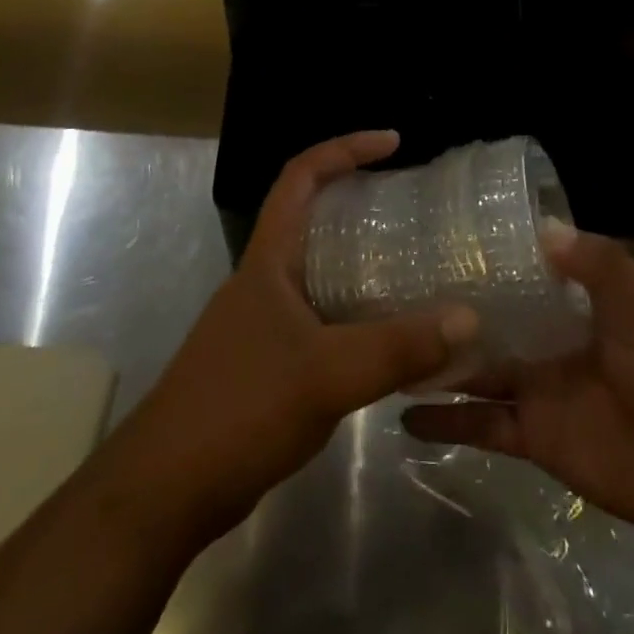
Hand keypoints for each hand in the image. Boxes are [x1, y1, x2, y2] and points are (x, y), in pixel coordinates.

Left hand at [92, 131, 478, 559]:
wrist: (165, 491)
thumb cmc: (239, 409)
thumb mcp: (327, 374)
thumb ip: (398, 347)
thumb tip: (468, 318)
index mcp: (269, 260)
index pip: (301, 176)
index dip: (345, 148)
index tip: (393, 143)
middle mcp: (266, 280)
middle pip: (313, 216)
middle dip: (360, 199)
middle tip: (414, 204)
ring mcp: (266, 321)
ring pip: (321, 269)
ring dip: (363, 259)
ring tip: (416, 261)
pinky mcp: (272, 360)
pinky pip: (325, 314)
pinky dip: (359, 310)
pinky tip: (392, 332)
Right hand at [401, 224, 633, 539]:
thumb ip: (599, 265)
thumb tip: (541, 228)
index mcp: (576, 303)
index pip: (522, 271)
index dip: (487, 257)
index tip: (438, 239)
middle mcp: (550, 340)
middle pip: (491, 321)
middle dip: (451, 309)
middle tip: (392, 292)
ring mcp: (539, 389)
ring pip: (478, 371)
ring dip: (440, 363)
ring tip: (386, 347)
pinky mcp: (534, 437)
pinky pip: (483, 427)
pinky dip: (448, 424)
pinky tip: (403, 417)